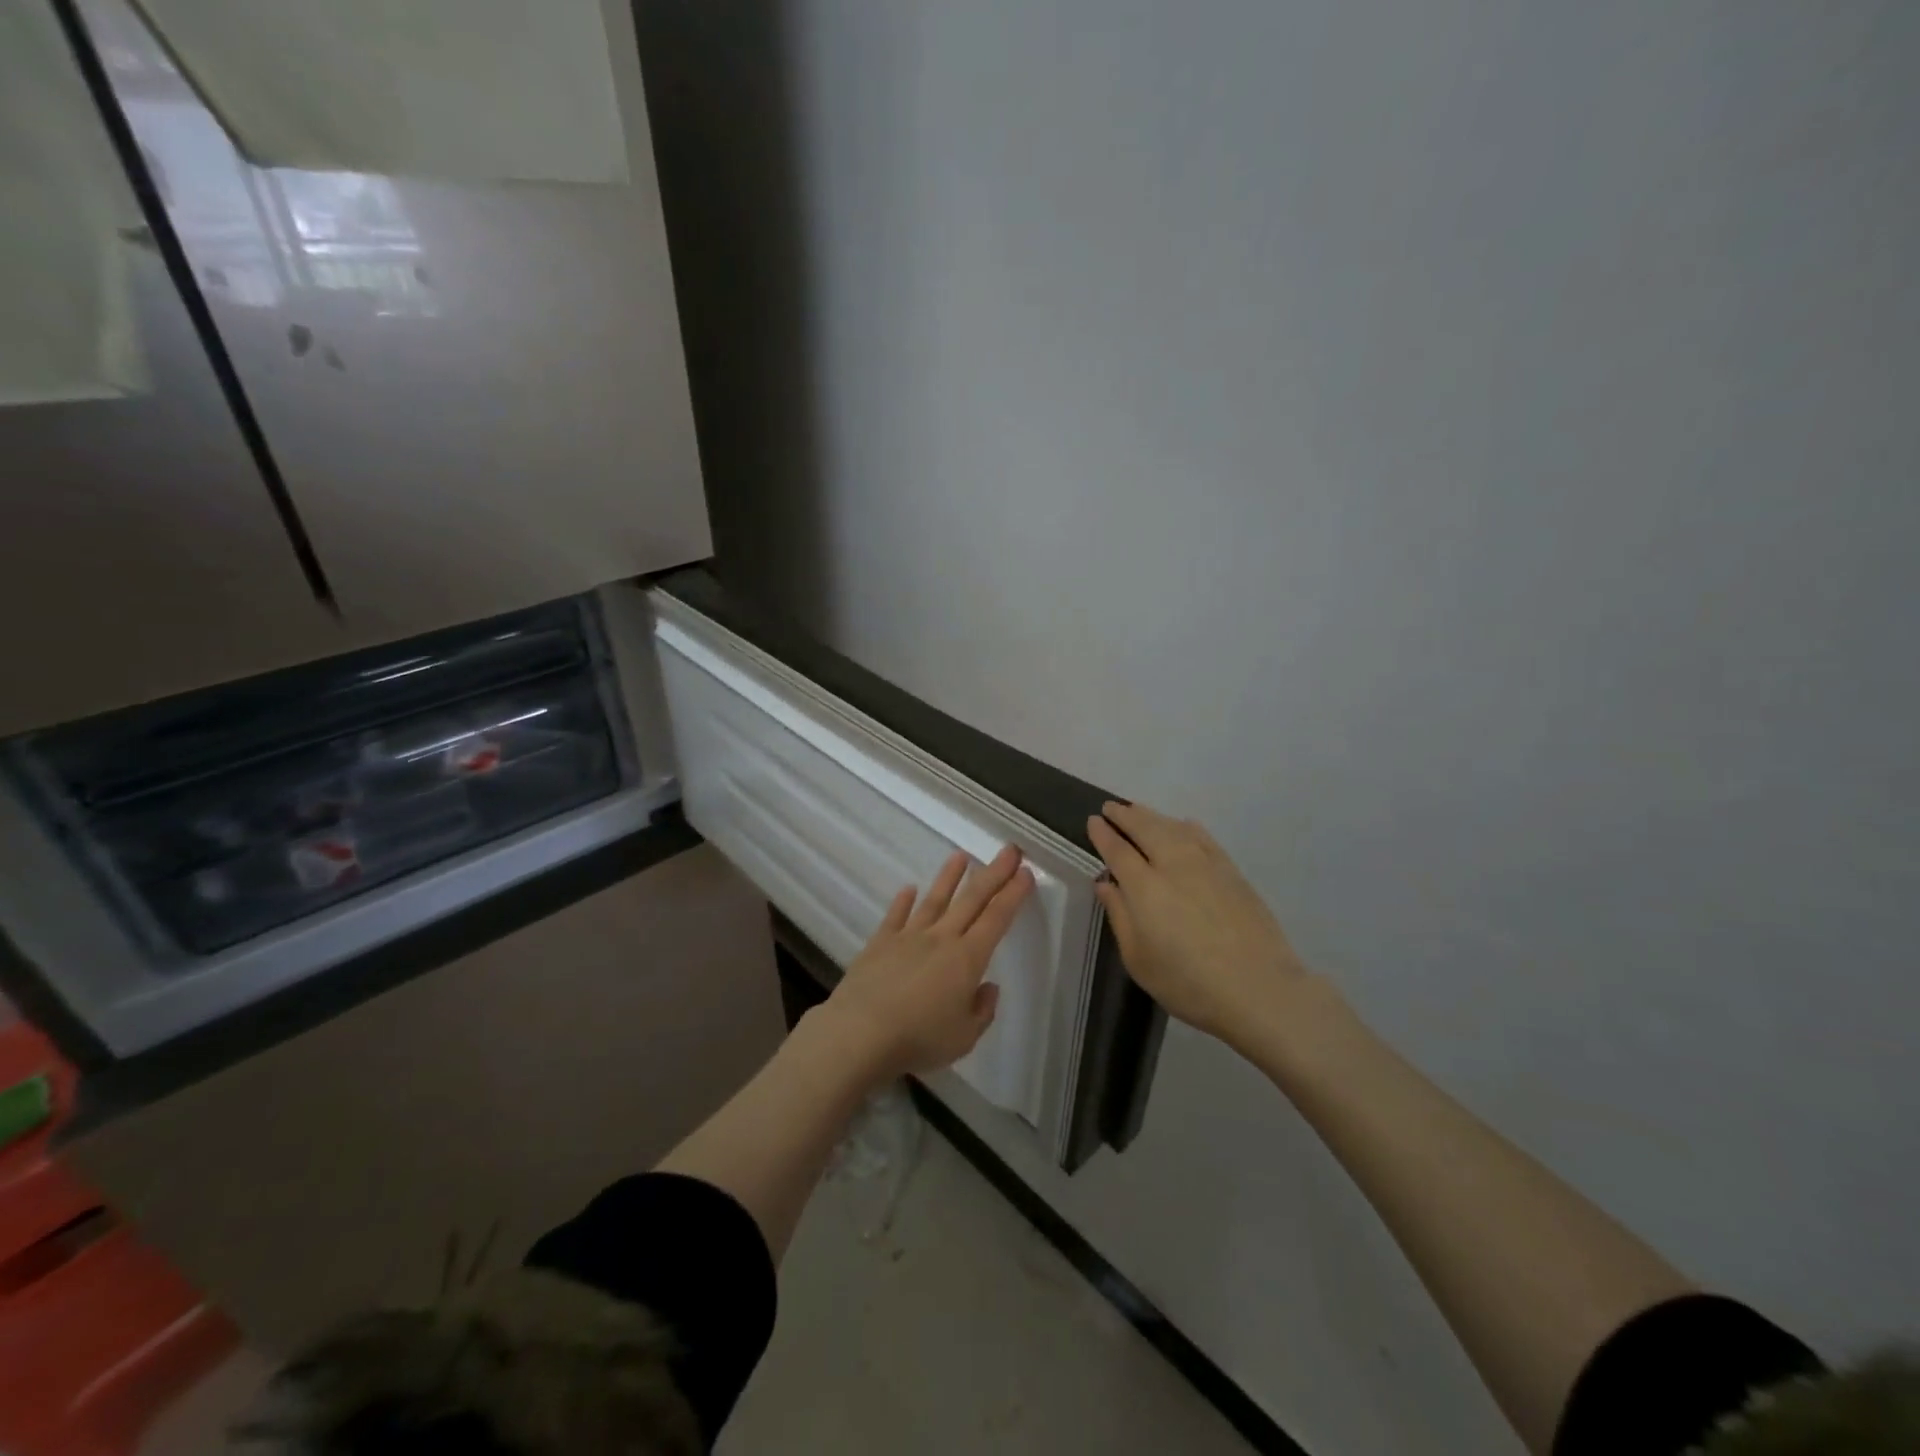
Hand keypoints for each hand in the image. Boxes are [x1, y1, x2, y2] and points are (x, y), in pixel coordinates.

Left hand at [821, 845, 1035, 1080]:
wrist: (860, 1033)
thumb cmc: (919, 1039)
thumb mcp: (964, 1037)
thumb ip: (982, 1010)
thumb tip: (987, 987)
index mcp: (967, 959)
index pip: (996, 919)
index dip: (1013, 894)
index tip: (1026, 872)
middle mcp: (941, 938)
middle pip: (971, 900)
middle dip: (993, 873)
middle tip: (1009, 850)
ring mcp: (908, 937)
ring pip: (934, 900)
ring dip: (949, 877)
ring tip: (961, 856)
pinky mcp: (880, 943)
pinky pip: (895, 916)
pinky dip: (903, 901)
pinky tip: (909, 889)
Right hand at [1088, 801, 1319, 1046]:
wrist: (1258, 988)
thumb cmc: (1188, 983)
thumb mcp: (1139, 959)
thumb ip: (1119, 916)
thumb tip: (1105, 883)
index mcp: (1144, 887)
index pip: (1117, 850)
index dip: (1103, 833)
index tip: (1092, 821)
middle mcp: (1173, 865)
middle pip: (1145, 828)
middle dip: (1125, 815)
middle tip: (1110, 807)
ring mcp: (1206, 865)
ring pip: (1173, 827)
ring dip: (1152, 816)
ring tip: (1138, 811)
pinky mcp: (1232, 871)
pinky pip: (1204, 837)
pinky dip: (1187, 827)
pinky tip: (1183, 825)